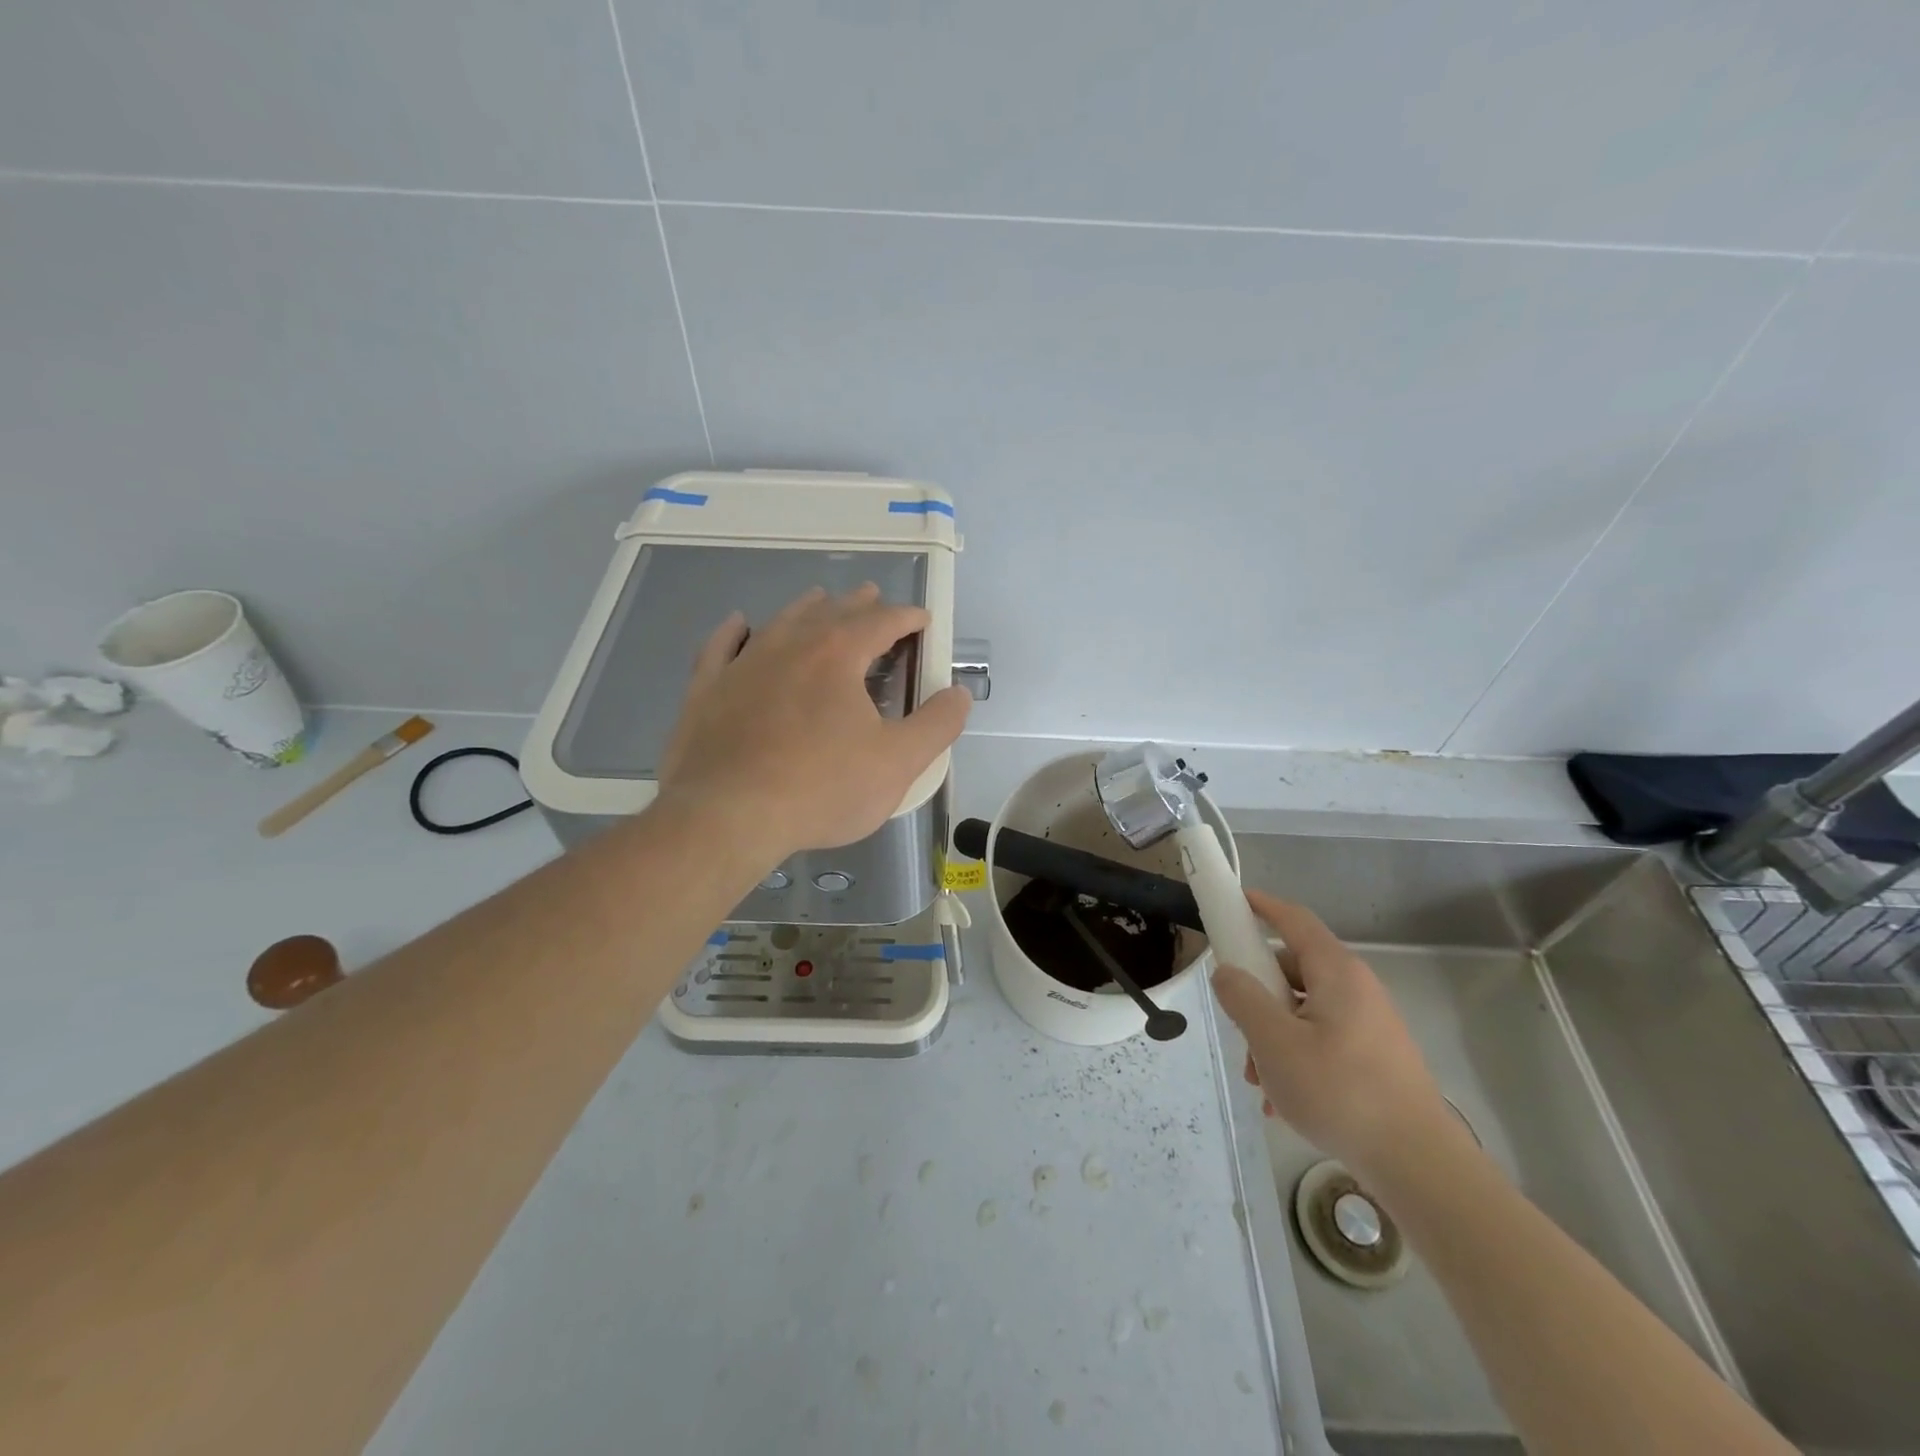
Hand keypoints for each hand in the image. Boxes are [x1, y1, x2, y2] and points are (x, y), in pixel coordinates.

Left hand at [655, 584, 971, 864]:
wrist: (728, 816)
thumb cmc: (821, 789)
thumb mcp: (898, 763)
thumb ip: (937, 725)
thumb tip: (960, 694)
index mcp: (838, 655)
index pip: (881, 621)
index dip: (907, 617)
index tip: (922, 620)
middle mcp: (790, 645)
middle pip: (831, 612)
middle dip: (859, 605)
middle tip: (874, 598)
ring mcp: (743, 664)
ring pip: (781, 621)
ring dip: (807, 608)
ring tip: (820, 600)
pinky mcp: (706, 689)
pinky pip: (721, 646)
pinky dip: (734, 631)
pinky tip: (738, 623)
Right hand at [1210, 890, 1462, 1181]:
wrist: (1419, 1165)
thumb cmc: (1341, 1092)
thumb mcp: (1274, 1043)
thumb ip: (1243, 999)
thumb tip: (1227, 972)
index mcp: (1336, 972)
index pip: (1294, 920)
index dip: (1262, 905)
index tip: (1232, 902)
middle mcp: (1356, 989)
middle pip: (1293, 970)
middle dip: (1257, 994)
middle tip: (1235, 1024)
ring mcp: (1369, 1025)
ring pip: (1304, 1011)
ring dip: (1272, 1035)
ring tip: (1259, 1080)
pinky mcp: (1375, 1058)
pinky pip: (1322, 1040)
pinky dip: (1296, 1057)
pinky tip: (1282, 1102)